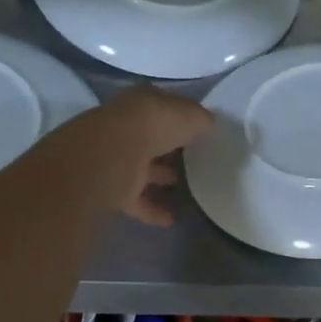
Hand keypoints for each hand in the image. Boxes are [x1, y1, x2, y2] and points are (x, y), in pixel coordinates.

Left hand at [77, 86, 214, 226]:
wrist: (114, 153)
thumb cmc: (155, 124)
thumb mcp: (191, 115)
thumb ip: (202, 121)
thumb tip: (208, 126)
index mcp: (142, 102)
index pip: (163, 107)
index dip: (179, 117)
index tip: (197, 132)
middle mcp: (126, 126)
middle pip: (151, 138)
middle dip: (168, 149)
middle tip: (193, 162)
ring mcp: (116, 156)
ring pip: (142, 168)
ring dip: (160, 178)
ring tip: (184, 188)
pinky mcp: (111, 186)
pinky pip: (136, 199)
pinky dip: (152, 209)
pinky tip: (172, 219)